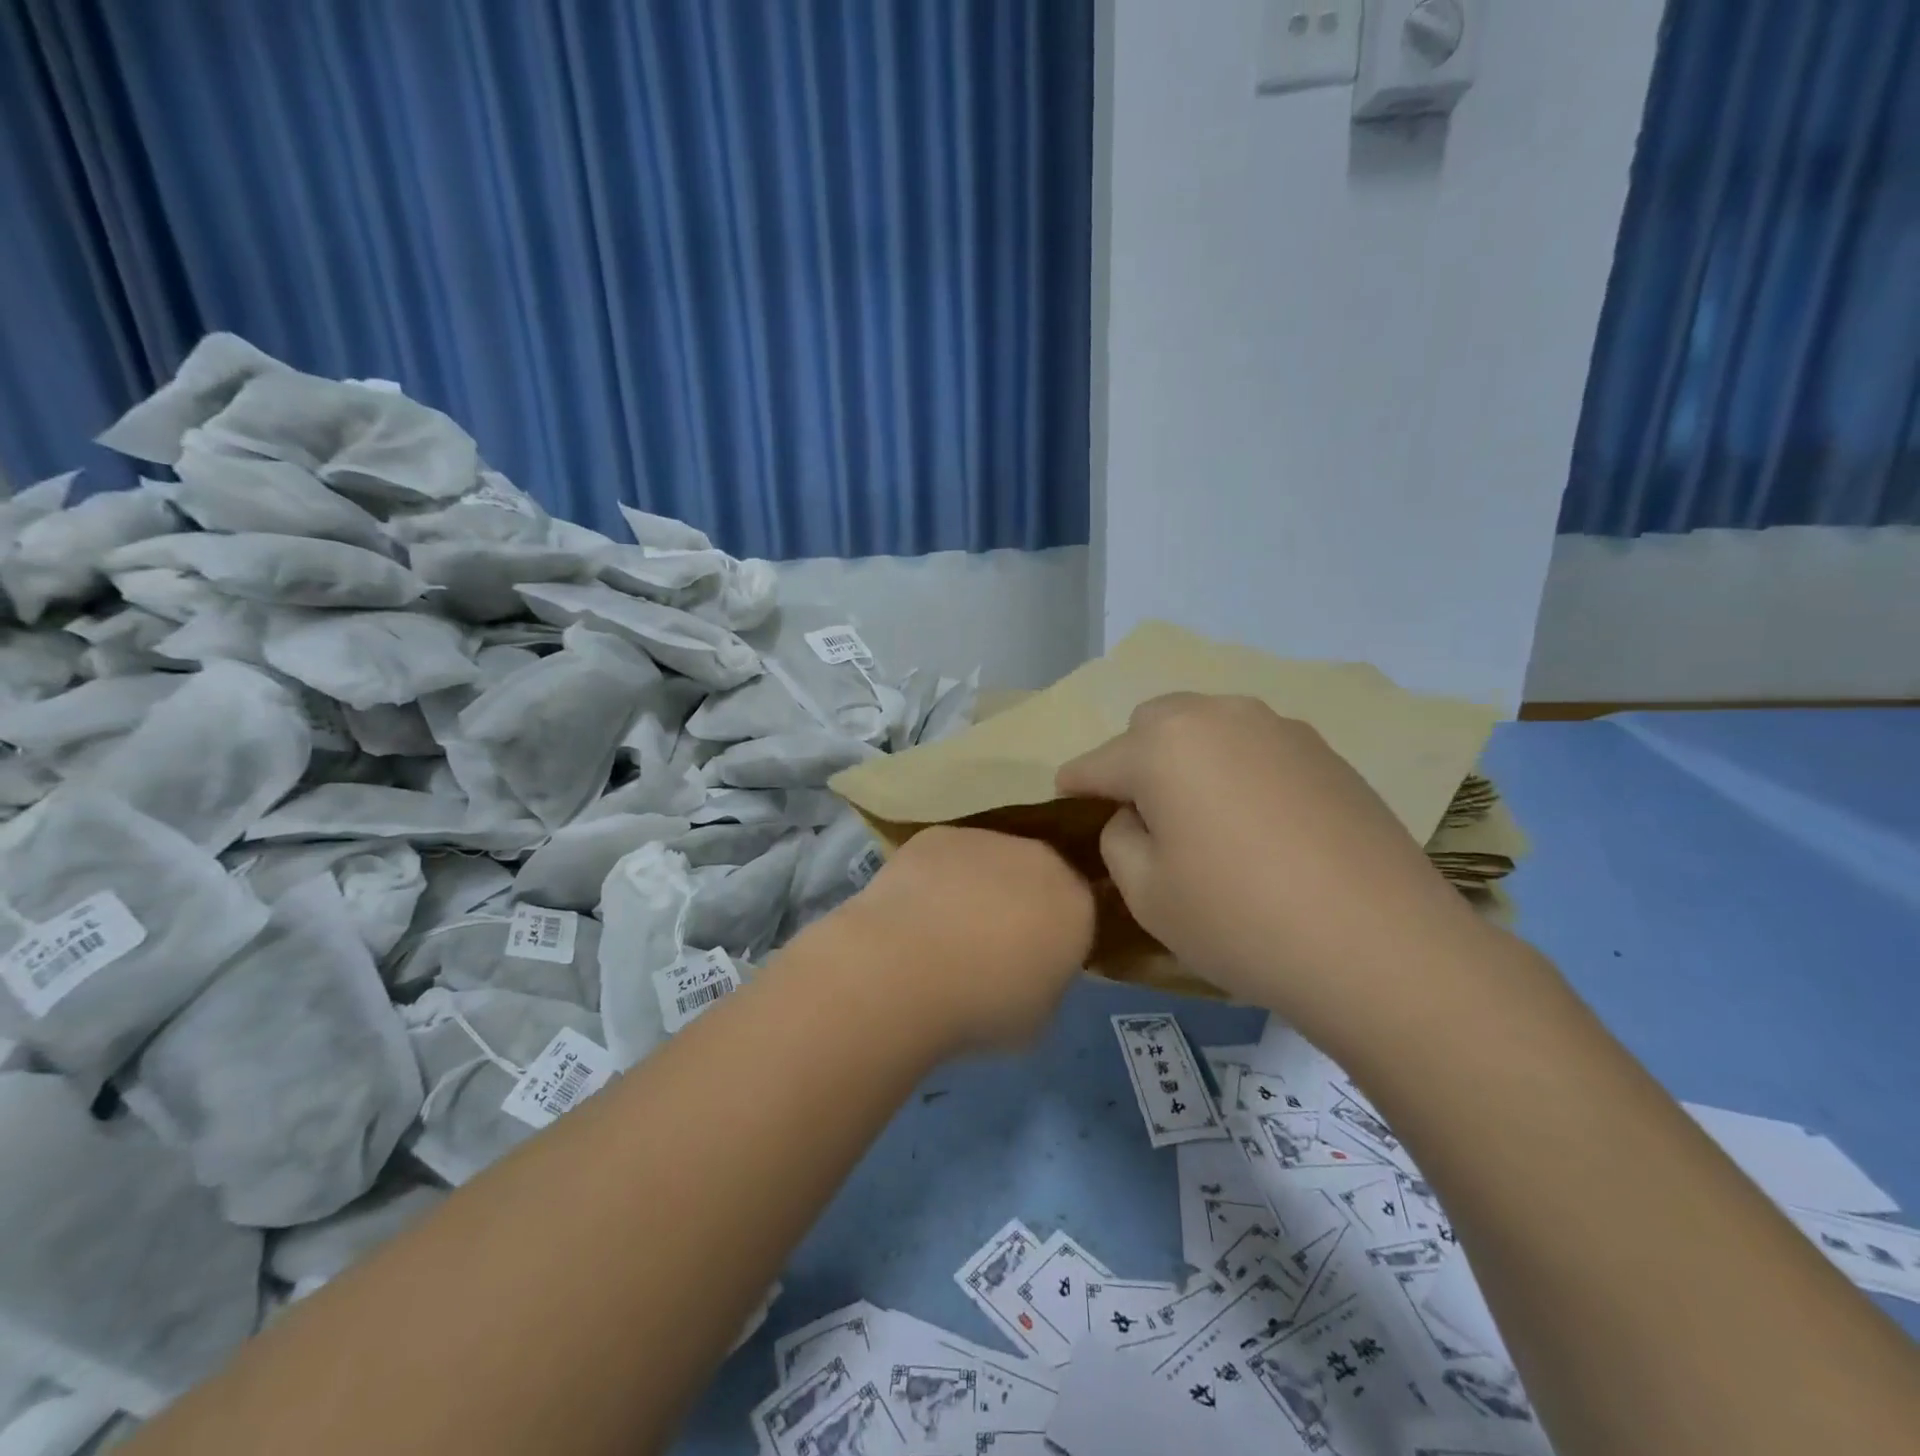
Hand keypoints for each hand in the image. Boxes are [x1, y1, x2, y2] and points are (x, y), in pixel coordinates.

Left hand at [832, 826, 1095, 1053]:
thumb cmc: (982, 1006)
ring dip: (977, 885)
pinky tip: (913, 910)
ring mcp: (986, 839)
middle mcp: (1039, 858)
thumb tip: (1030, 967)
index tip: (1033, 961)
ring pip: (991, 860)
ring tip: (943, 927)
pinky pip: (947, 856)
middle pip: (1037, 875)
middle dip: (1021, 901)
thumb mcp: (1038, 1016)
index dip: (1055, 935)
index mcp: (1076, 903)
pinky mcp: (938, 835)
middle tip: (989, 942)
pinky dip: (936, 876)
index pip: (1078, 911)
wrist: (906, 969)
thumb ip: (1047, 980)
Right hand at [1055, 693, 1487, 1029]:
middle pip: (1152, 725)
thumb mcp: (1146, 892)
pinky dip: (1238, 770)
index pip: (1096, 762)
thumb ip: (1118, 838)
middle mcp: (1218, 716)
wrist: (1381, 946)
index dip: (1075, 786)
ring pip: (1207, 727)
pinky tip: (1259, 824)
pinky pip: (1256, 747)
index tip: (1066, 802)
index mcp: (1162, 745)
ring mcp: (1279, 728)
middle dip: (1134, 760)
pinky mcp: (1325, 752)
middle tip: (1145, 816)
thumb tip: (1135, 815)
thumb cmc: (1240, 920)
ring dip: (1188, 759)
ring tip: (1204, 817)